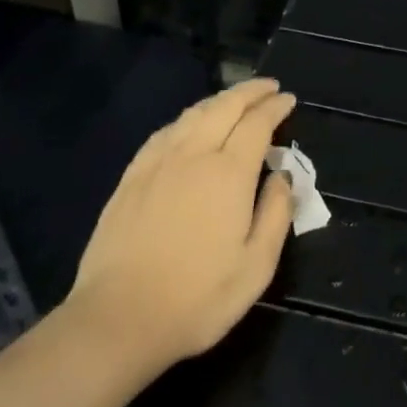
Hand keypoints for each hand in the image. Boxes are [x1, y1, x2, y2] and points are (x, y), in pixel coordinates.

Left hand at [64, 78, 295, 378]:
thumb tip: (283, 175)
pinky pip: (166, 131)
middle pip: (225, 106)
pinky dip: (188, 118)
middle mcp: (194, 154)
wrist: (117, 319)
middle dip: (250, 91)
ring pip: (194, 114)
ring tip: (236, 100)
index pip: (257, 123)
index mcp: (229, 172)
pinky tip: (190, 125)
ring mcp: (158, 162)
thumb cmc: (197, 298)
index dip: (275, 107)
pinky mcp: (132, 176)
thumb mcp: (256, 267)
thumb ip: (276, 213)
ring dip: (220, 100)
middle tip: (269, 87)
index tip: (288, 99)